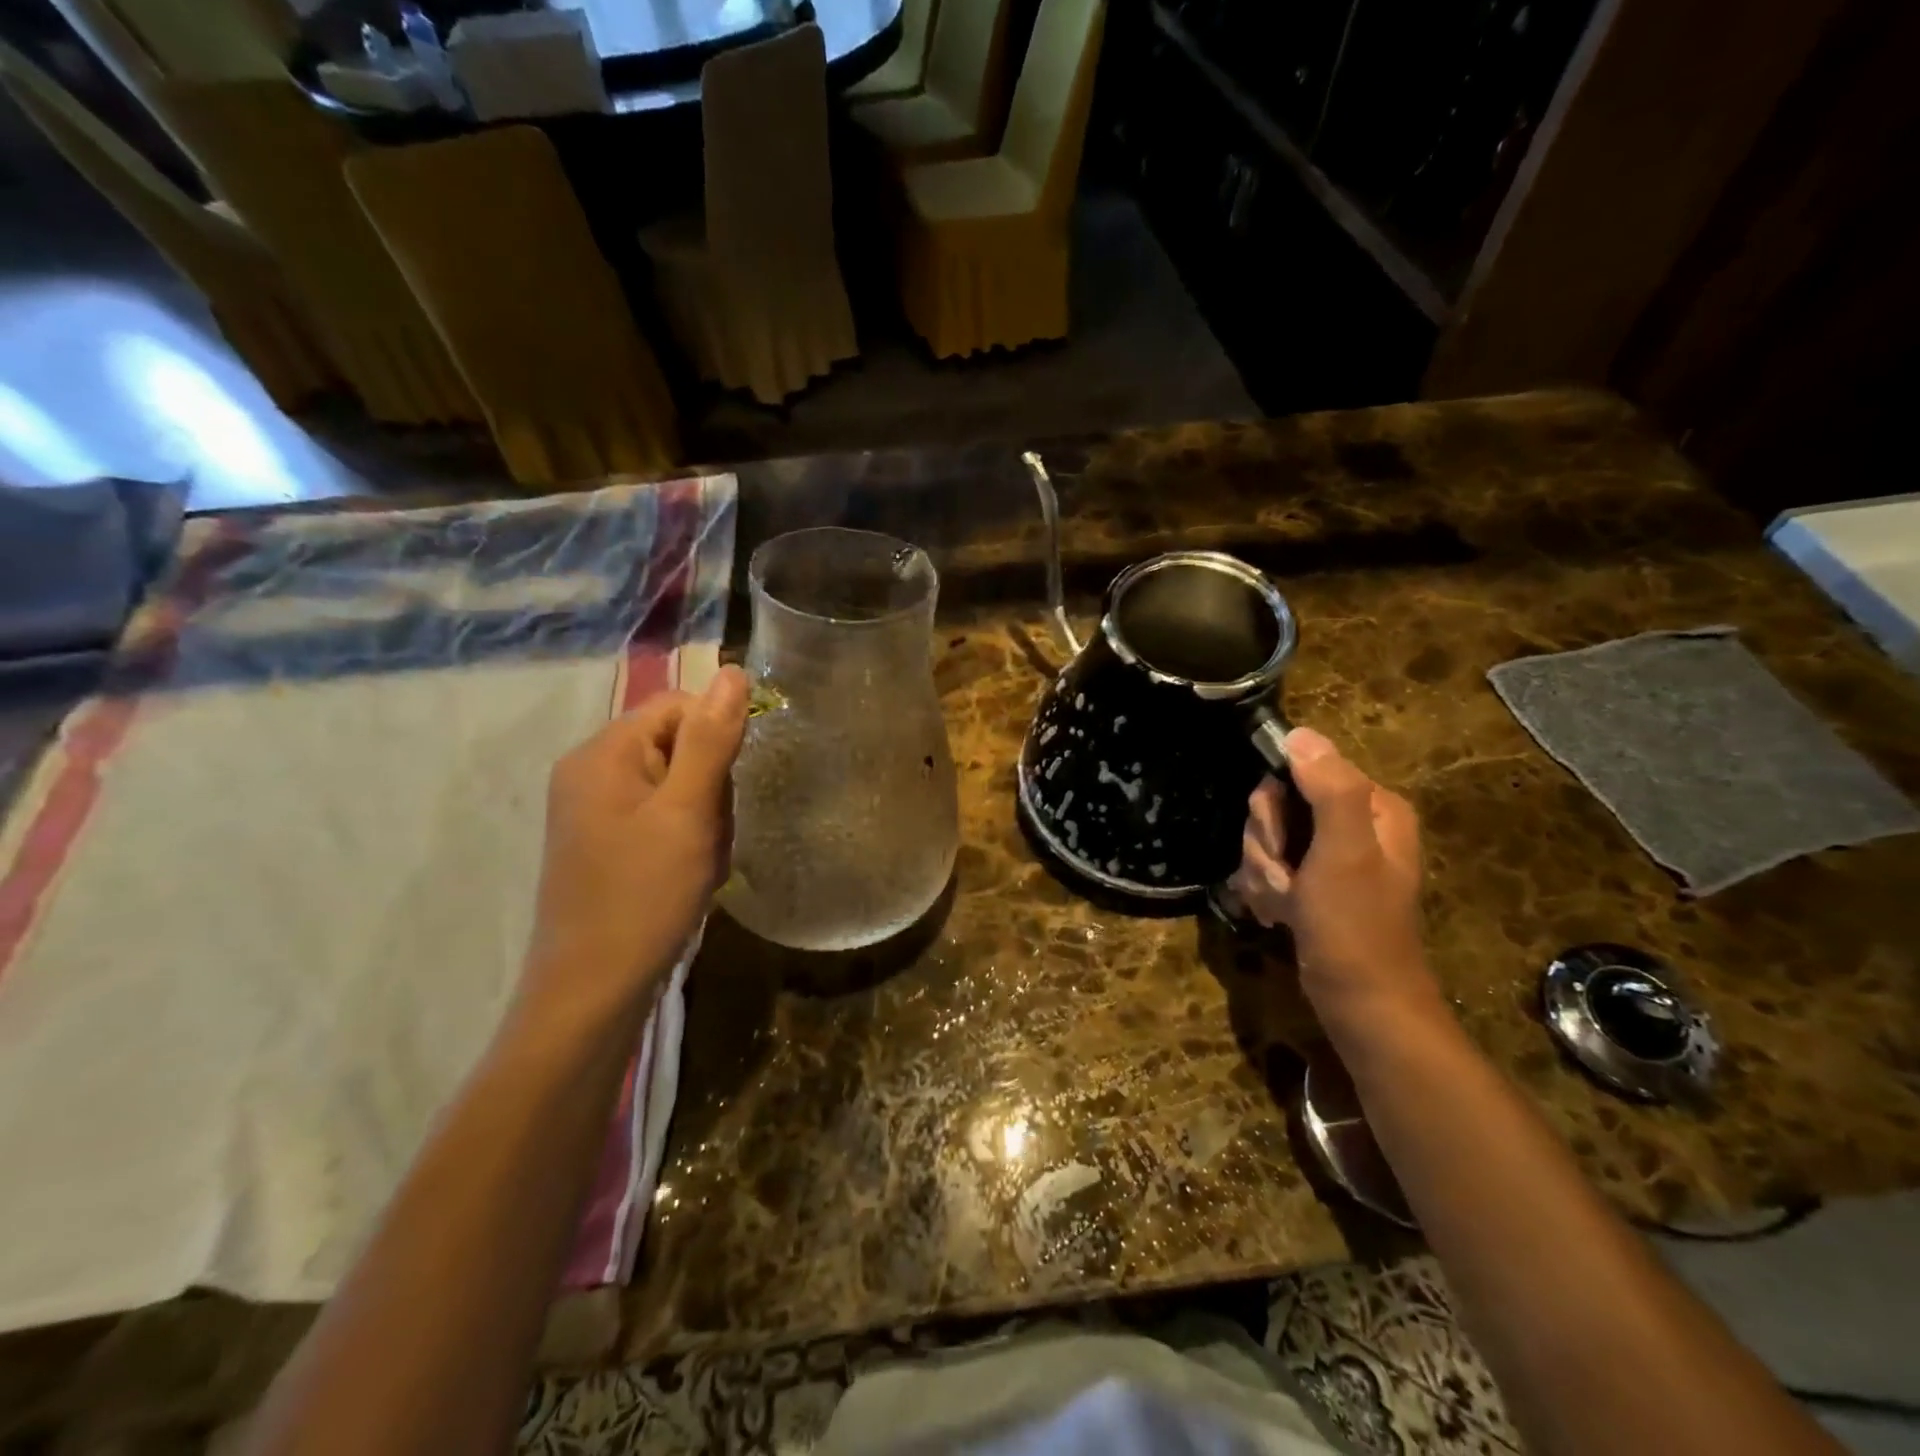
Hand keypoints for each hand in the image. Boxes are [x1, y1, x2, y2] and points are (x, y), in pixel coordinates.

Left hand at [521, 666, 748, 1023]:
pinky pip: (661, 815)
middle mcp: (590, 771)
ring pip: (676, 784)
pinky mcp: (604, 840)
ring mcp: (594, 809)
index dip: (716, 739)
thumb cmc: (644, 895)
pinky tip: (689, 873)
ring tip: (701, 862)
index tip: (728, 790)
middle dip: (710, 787)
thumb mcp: (688, 812)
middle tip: (709, 836)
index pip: (678, 707)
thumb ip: (712, 740)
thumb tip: (734, 673)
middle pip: (677, 744)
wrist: (593, 989)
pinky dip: (686, 838)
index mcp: (603, 753)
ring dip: (703, 818)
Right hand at [1227, 727, 1437, 1027]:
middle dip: (1267, 845)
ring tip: (1286, 903)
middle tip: (1287, 878)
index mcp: (1371, 806)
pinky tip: (1279, 914)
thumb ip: (1329, 790)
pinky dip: (1266, 890)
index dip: (1276, 805)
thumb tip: (1300, 734)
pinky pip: (1268, 866)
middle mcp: (1352, 823)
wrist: (1361, 1004)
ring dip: (1263, 872)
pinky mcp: (1310, 882)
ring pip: (1265, 838)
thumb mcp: (1345, 853)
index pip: (1298, 770)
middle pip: (1276, 805)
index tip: (1280, 841)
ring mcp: (1328, 855)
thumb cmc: (1355, 927)